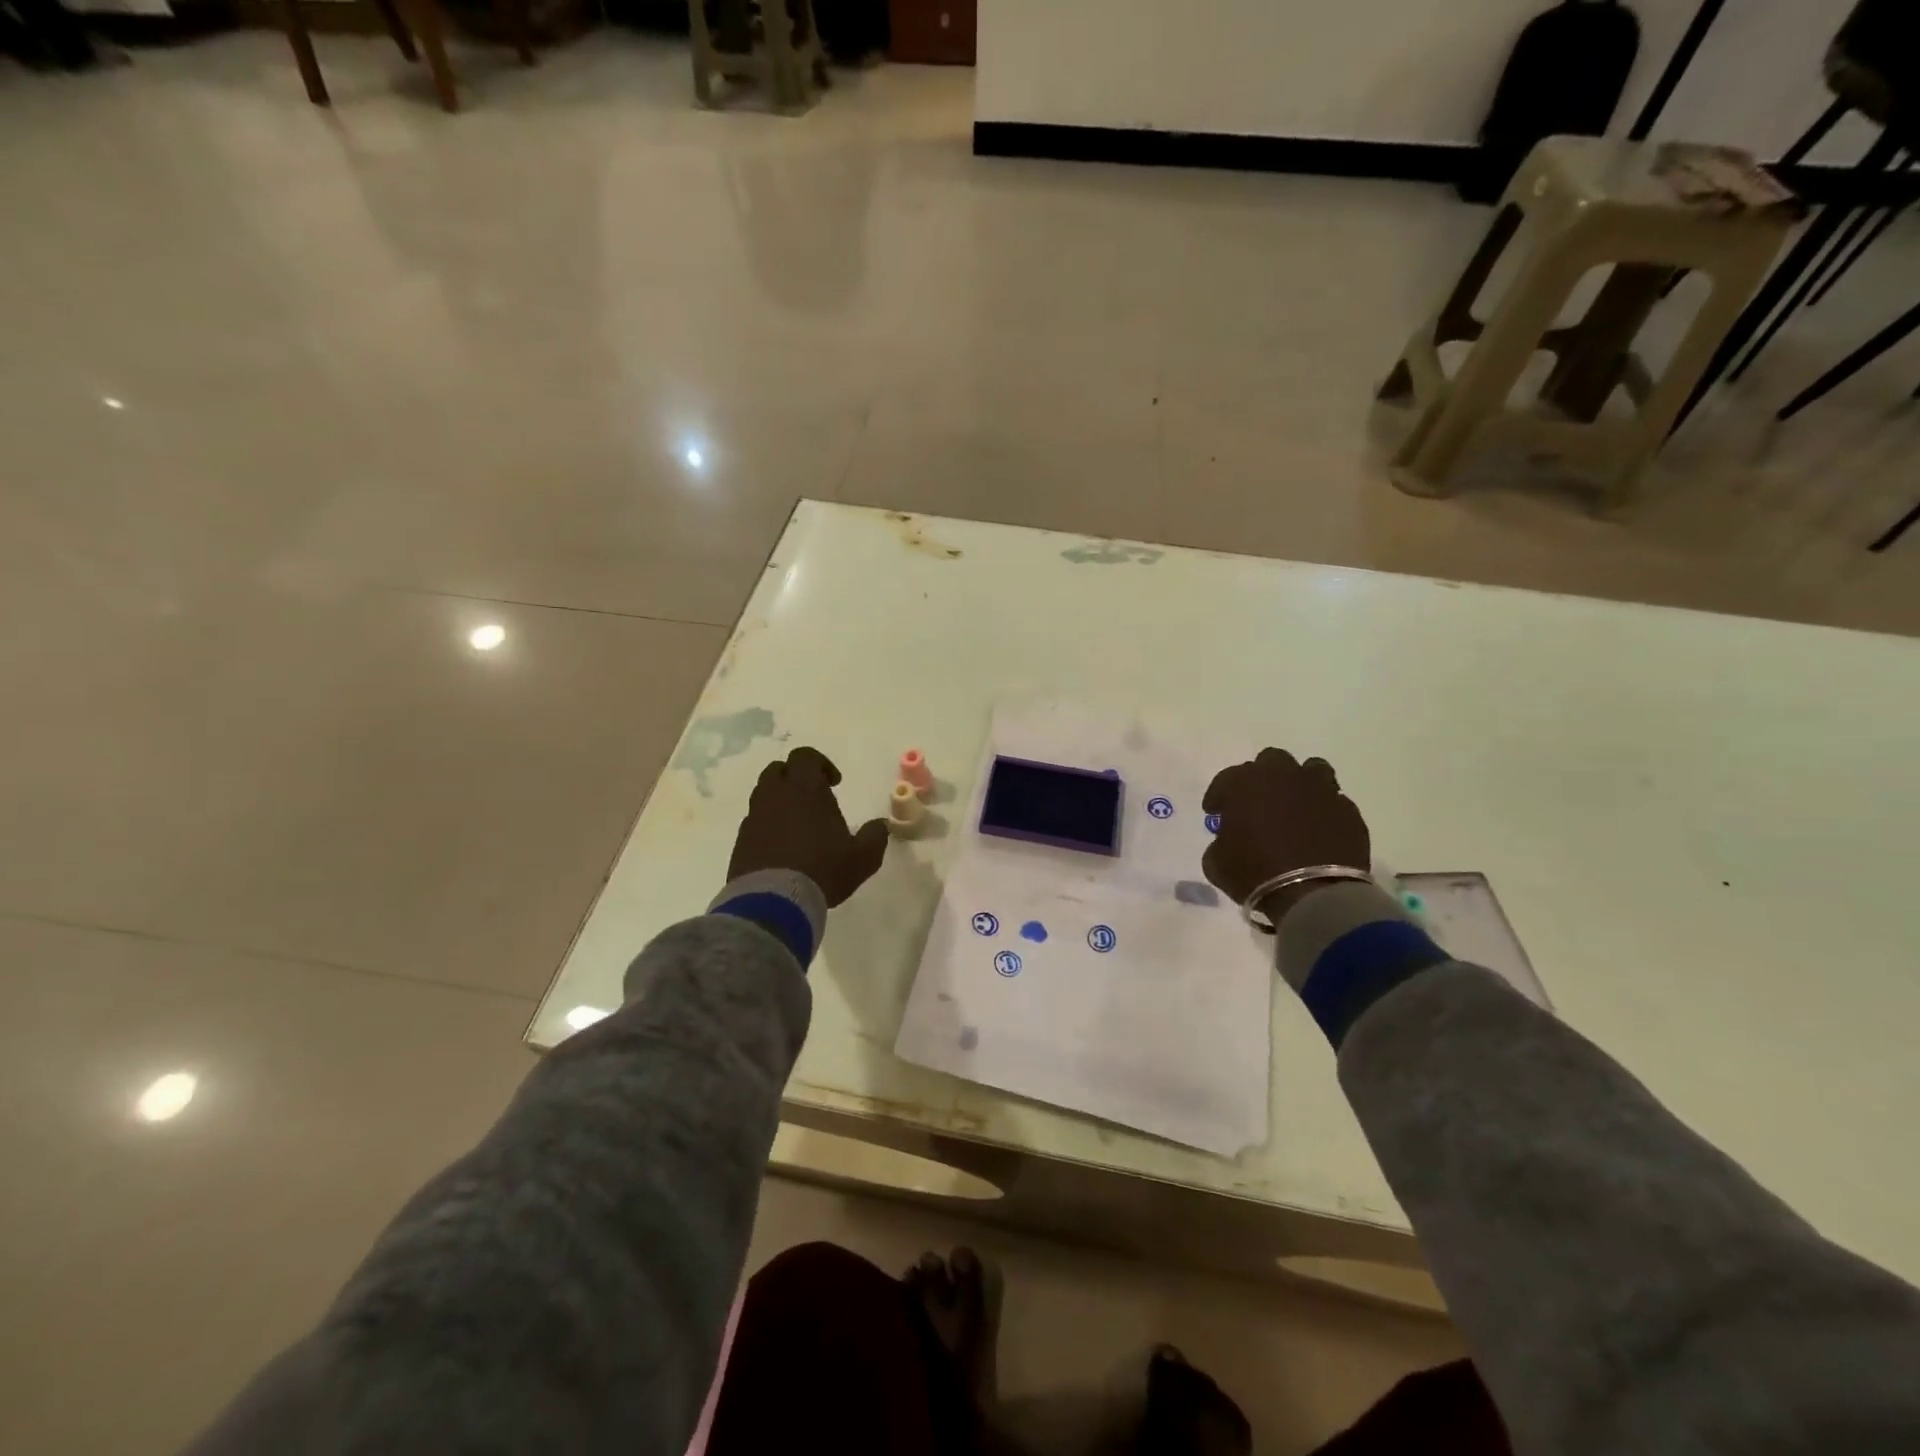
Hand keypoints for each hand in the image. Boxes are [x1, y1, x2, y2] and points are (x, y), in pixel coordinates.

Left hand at [729, 747, 888, 906]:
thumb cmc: (823, 870)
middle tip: (812, 800)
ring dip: (779, 802)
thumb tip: (881, 825)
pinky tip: (781, 849)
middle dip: (794, 778)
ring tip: (797, 826)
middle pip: (778, 770)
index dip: (819, 763)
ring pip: (763, 795)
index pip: (804, 756)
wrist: (773, 901)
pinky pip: (754, 822)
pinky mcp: (740, 841)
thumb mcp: (862, 857)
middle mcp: (775, 796)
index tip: (834, 783)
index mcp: (804, 789)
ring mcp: (754, 817)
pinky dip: (767, 826)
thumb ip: (875, 837)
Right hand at [1201, 749, 1369, 921]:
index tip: (1215, 814)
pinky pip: (1333, 801)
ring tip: (1293, 806)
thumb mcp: (1216, 862)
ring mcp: (1321, 790)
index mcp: (1246, 783)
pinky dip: (1323, 811)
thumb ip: (1220, 841)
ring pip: (1310, 770)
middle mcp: (1284, 776)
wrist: (1314, 894)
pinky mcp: (1348, 810)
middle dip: (1261, 779)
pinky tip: (1318, 830)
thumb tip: (1229, 839)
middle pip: (1271, 761)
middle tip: (1256, 804)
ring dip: (1299, 784)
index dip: (1218, 797)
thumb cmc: (1255, 873)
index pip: (1225, 780)